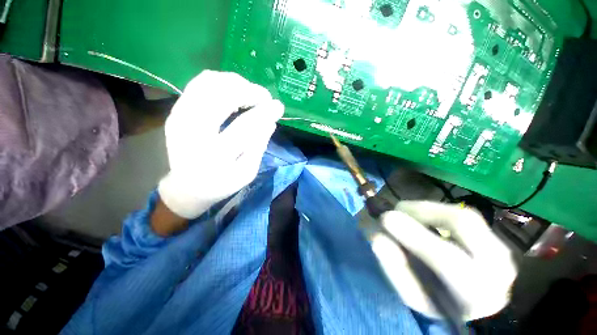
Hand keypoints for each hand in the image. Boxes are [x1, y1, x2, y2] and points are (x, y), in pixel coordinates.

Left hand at [157, 70, 283, 219]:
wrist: (188, 186)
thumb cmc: (222, 183)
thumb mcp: (247, 172)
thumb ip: (259, 147)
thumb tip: (271, 121)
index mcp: (216, 156)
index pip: (244, 127)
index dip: (264, 113)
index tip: (279, 106)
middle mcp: (193, 133)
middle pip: (222, 98)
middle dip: (249, 91)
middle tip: (264, 97)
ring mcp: (180, 119)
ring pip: (208, 84)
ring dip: (234, 83)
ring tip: (250, 92)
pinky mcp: (176, 112)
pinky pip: (197, 84)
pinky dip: (219, 82)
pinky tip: (232, 91)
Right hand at [369, 201, 516, 319]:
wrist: (474, 302)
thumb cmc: (438, 302)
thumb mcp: (412, 294)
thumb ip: (394, 267)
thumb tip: (377, 236)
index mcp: (474, 294)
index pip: (447, 260)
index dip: (414, 235)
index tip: (385, 219)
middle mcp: (498, 268)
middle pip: (461, 222)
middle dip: (420, 210)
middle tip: (395, 211)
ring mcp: (501, 248)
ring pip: (462, 214)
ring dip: (426, 209)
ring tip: (406, 215)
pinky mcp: (495, 236)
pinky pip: (462, 213)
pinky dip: (435, 211)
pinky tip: (424, 220)